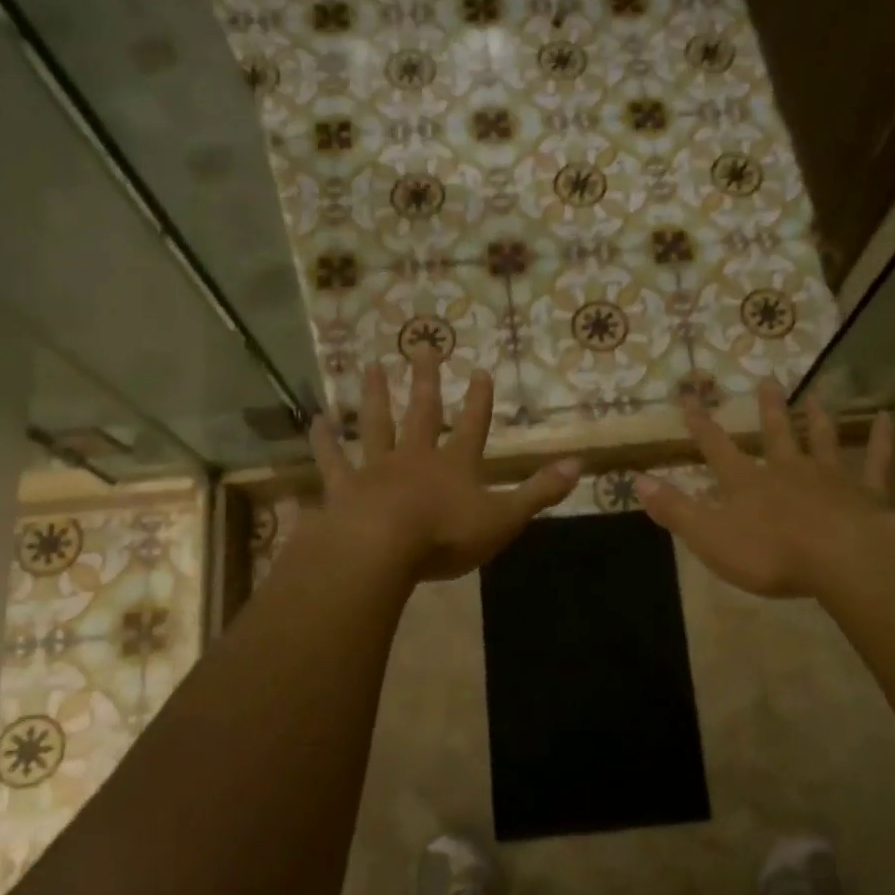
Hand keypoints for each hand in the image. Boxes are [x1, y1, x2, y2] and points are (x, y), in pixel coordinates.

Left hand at [308, 357, 580, 581]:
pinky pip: (332, 460)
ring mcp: (377, 469)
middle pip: (423, 413)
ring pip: (376, 425)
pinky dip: (324, 441)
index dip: (480, 401)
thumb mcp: (505, 517)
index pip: (474, 426)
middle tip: (423, 347)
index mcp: (456, 465)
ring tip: (371, 366)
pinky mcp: (344, 487)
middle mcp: (416, 457)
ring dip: (375, 396)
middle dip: (426, 381)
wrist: (383, 548)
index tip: (481, 370)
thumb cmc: (447, 535)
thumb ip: (539, 491)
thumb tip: (579, 464)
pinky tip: (314, 421)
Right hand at [634, 381, 894, 598]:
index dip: (701, 425)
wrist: (841, 559)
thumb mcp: (709, 536)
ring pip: (820, 440)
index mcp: (747, 483)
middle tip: (767, 381)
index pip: (716, 447)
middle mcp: (786, 470)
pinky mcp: (866, 492)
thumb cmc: (770, 553)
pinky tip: (888, 417)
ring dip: (816, 418)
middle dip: (767, 409)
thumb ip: (675, 509)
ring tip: (815, 395)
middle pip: (775, 434)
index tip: (689, 397)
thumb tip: (637, 481)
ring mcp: (828, 478)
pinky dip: (882, 439)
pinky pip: (876, 460)